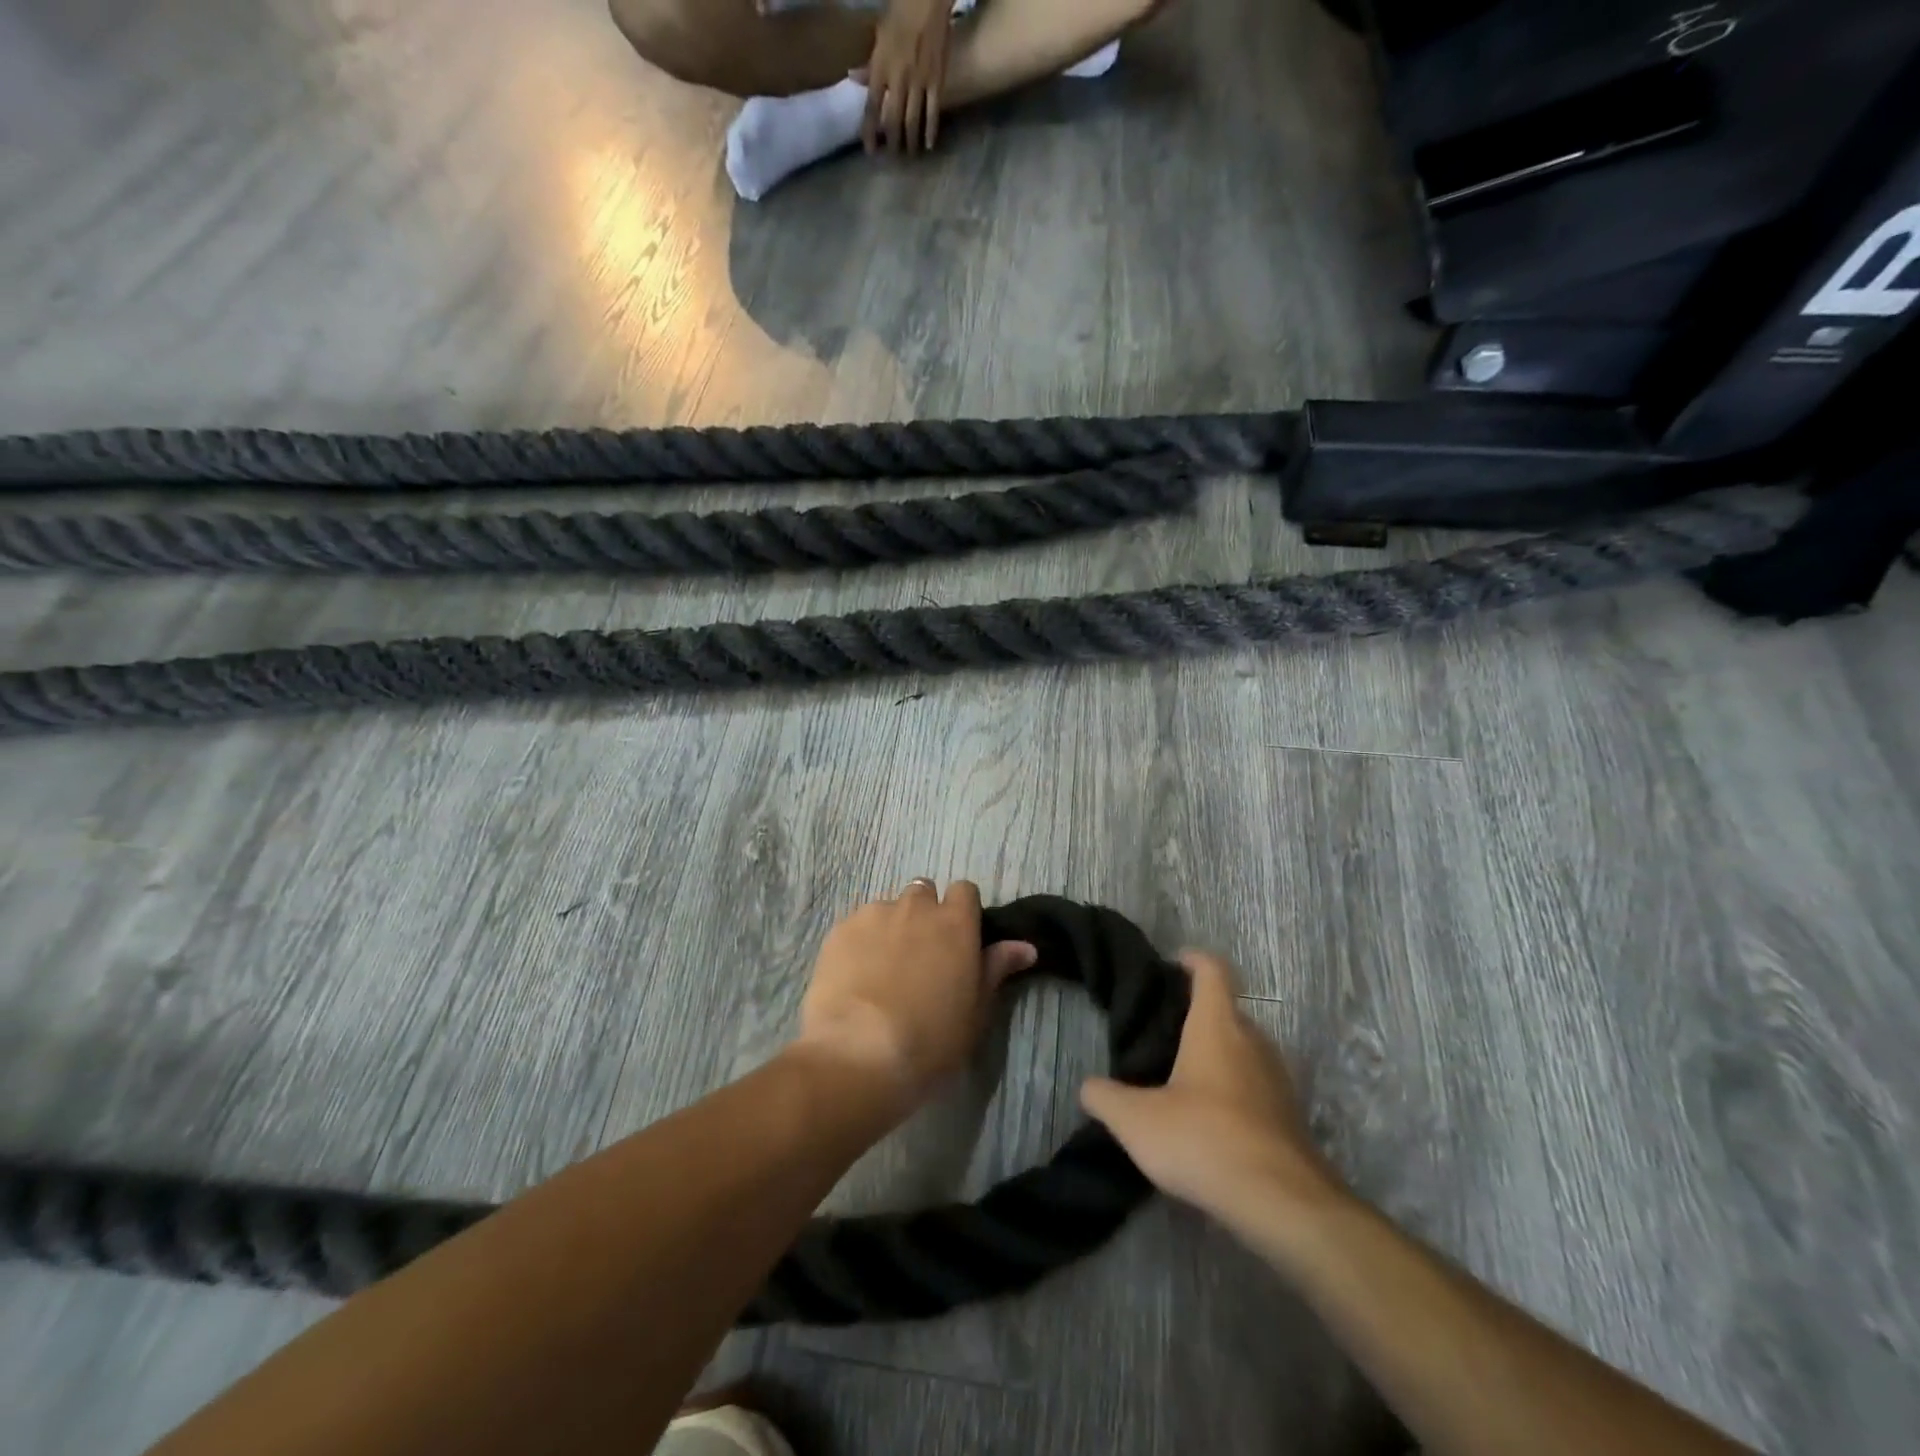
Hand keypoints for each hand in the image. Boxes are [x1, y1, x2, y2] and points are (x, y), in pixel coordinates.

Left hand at [794, 879, 1036, 1112]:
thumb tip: (1025, 946)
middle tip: (921, 954)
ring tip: (883, 968)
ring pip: (888, 908)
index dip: (962, 911)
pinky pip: (857, 925)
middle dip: (924, 914)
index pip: (964, 891)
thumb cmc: (930, 1038)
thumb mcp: (975, 1010)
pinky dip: (861, 941)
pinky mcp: (840, 930)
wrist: (859, 1053)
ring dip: (891, 926)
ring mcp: (874, 915)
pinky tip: (856, 975)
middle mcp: (916, 908)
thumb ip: (996, 969)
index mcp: (955, 923)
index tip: (958, 938)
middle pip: (924, 892)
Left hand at [858, 0, 950, 154]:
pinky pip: (932, 112)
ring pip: (912, 121)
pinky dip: (930, 131)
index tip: (870, 151)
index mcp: (881, 67)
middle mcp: (898, 79)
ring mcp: (918, 81)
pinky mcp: (936, 81)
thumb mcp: (879, 36)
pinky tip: (928, 145)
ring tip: (909, 154)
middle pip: (892, 120)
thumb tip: (853, 78)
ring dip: (909, 142)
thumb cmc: (901, 13)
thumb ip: (870, 63)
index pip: (871, 107)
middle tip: (892, 157)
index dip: (869, 132)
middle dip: (891, 142)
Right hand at [1080, 949, 1346, 1229]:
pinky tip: (1208, 1122)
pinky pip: (1256, 1087)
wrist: (1282, 1204)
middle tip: (1161, 1032)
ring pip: (1243, 1050)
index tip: (1172, 964)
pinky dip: (1233, 1092)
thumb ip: (1105, 1097)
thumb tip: (1089, 1087)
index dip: (1193, 960)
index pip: (1212, 970)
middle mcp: (1253, 1041)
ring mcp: (1277, 1080)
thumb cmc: (1203, 1139)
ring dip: (1216, 1056)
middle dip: (1196, 1014)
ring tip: (1180, 1079)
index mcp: (1217, 1026)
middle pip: (1227, 1011)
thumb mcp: (1136, 1120)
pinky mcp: (1289, 1117)